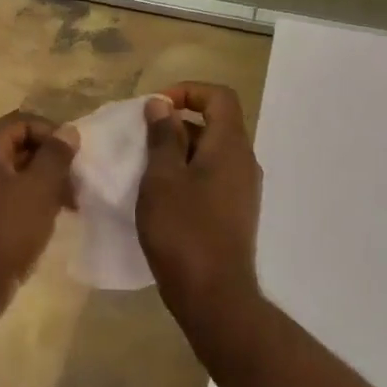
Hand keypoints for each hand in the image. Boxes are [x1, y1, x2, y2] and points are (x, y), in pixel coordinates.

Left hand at [0, 111, 74, 314]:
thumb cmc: (6, 231)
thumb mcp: (39, 190)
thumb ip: (56, 156)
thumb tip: (69, 131)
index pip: (21, 122)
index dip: (51, 132)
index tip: (76, 156)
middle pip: (18, 144)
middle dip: (51, 159)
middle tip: (77, 182)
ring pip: (17, 171)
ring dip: (45, 181)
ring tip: (71, 203)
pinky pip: (10, 193)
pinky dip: (32, 198)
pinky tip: (52, 217)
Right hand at [136, 83, 262, 320]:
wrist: (213, 295)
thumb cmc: (183, 230)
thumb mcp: (161, 178)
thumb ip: (162, 137)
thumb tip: (161, 105)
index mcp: (230, 146)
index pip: (219, 96)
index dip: (187, 91)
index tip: (156, 108)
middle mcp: (244, 162)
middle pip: (215, 124)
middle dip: (177, 124)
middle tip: (142, 140)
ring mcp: (243, 190)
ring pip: (211, 153)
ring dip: (179, 151)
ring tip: (146, 169)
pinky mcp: (235, 212)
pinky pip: (212, 177)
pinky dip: (187, 174)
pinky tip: (162, 196)